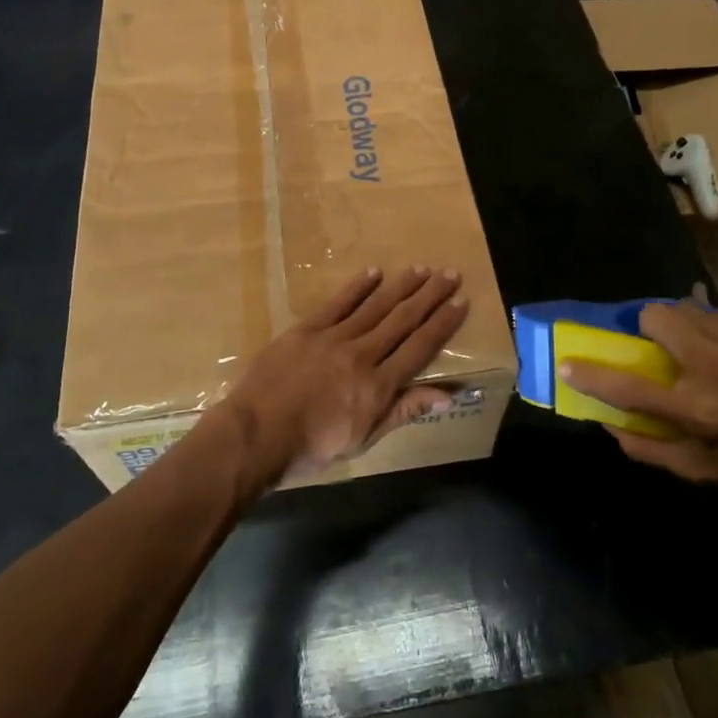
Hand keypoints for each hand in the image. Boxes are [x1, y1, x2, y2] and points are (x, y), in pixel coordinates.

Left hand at [213, 266, 469, 482]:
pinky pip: (337, 303)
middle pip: (402, 320)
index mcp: (378, 386)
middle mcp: (362, 355)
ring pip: (375, 307)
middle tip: (450, 274)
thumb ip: (403, 411)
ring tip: (421, 269)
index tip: (461, 301)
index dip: (442, 324)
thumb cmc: (311, 447)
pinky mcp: (306, 329)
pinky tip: (374, 272)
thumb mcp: (363, 439)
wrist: (256, 435)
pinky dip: (358, 287)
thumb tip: (449, 395)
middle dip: (429, 296)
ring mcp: (333, 339)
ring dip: (400, 286)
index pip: (419, 348)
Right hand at [561, 305, 717, 510]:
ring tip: (698, 344)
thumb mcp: (708, 472)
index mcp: (699, 411)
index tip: (568, 364)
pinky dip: (716, 328)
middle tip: (656, 343)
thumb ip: (653, 451)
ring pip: (688, 308)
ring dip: (681, 324)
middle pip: (656, 318)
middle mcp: (716, 369)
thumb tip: (610, 427)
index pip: (628, 389)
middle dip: (646, 325)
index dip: (591, 375)